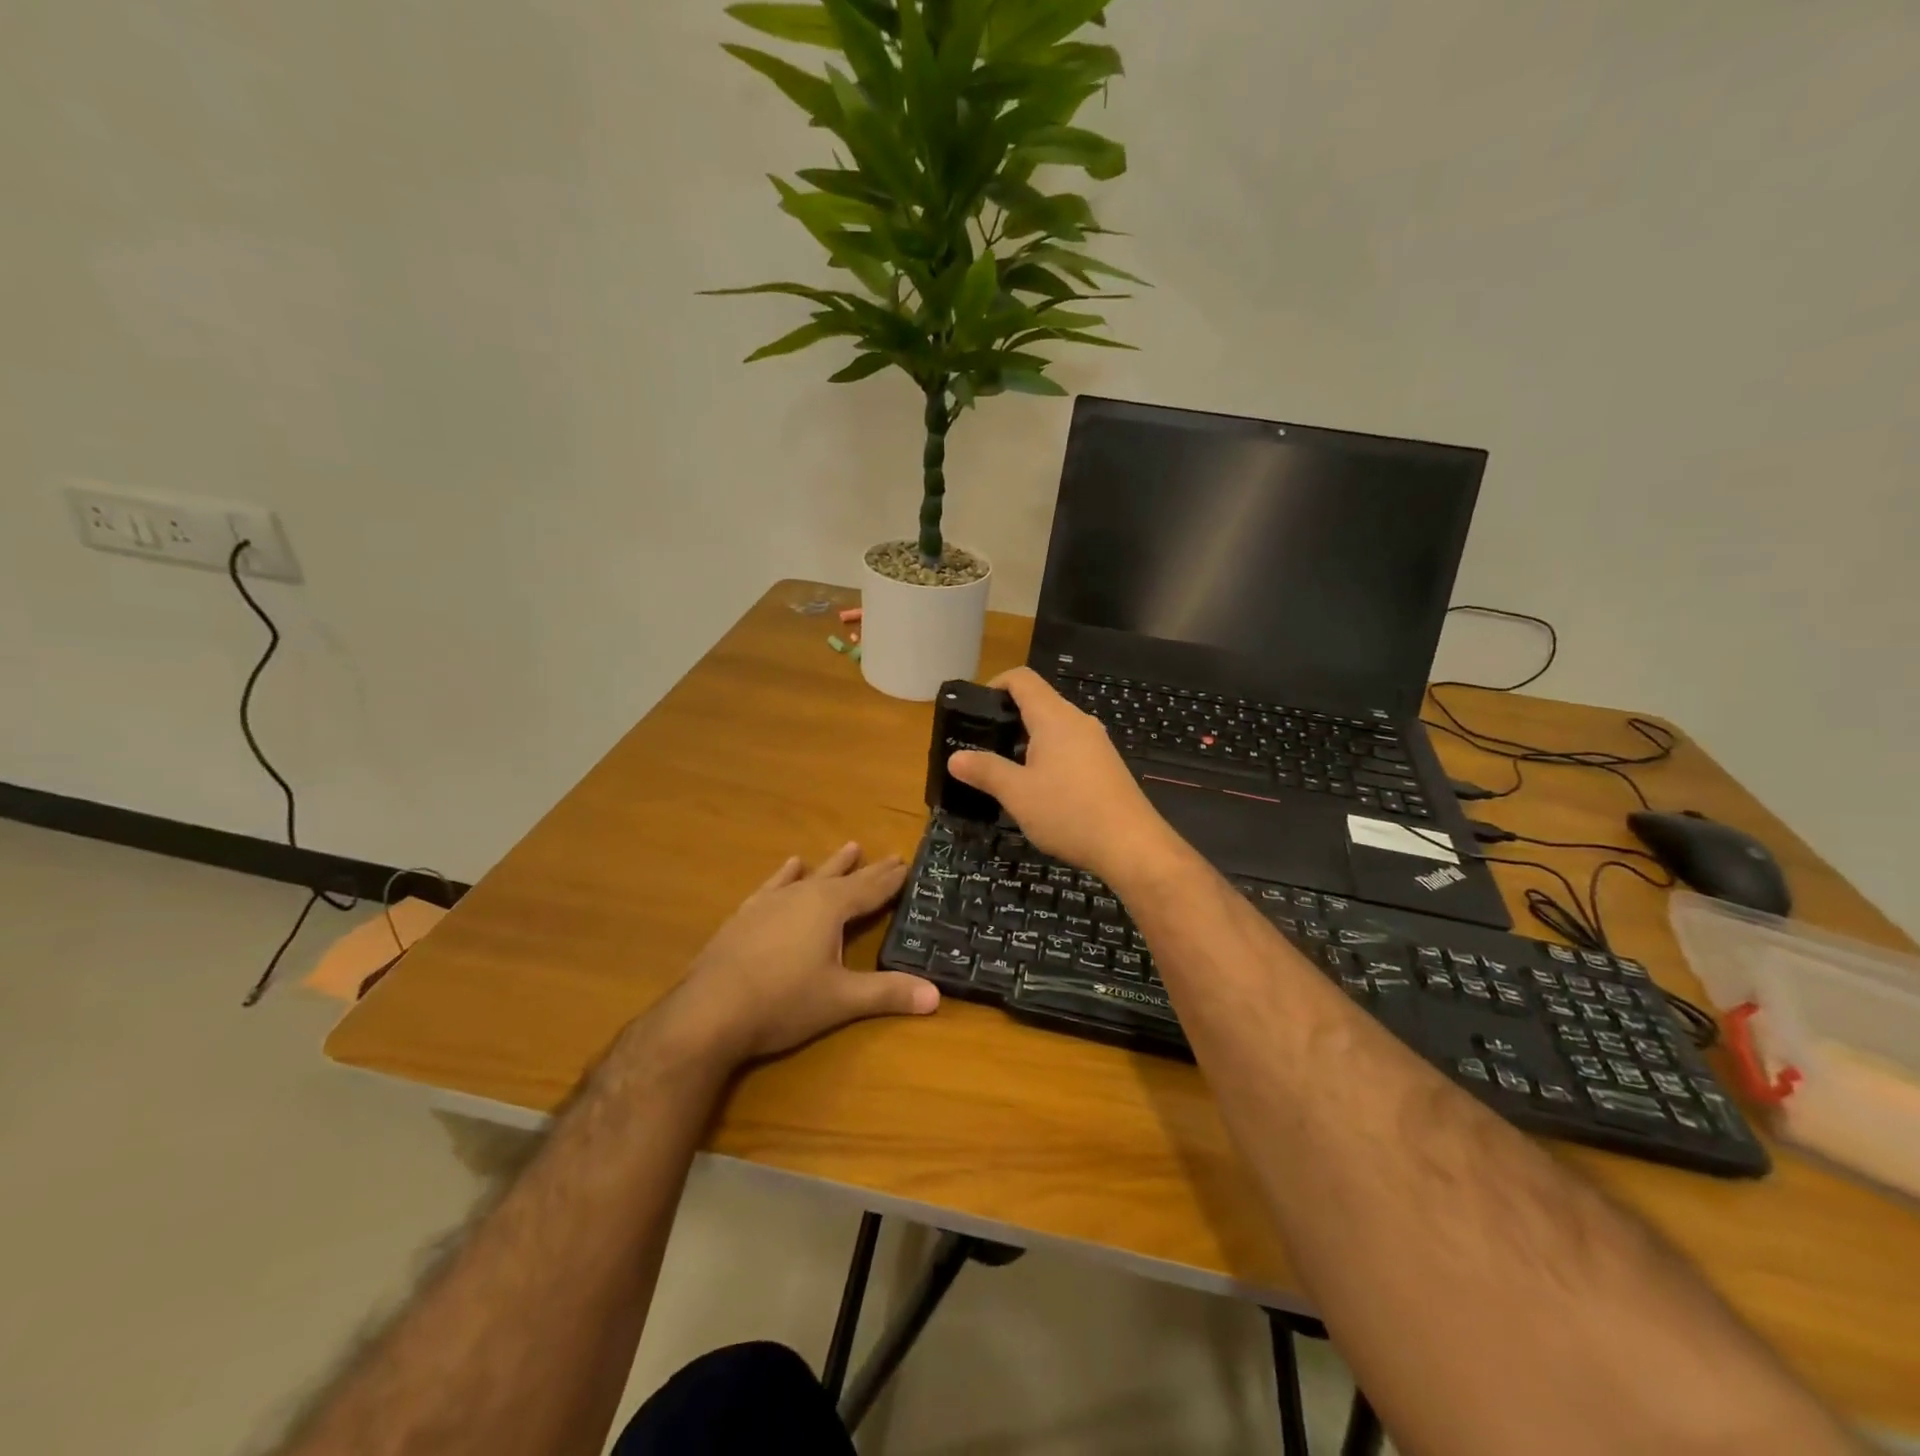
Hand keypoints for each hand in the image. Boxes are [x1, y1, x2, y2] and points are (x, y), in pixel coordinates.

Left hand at [667, 843, 938, 1065]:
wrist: (709, 1011)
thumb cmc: (783, 1002)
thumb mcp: (842, 1000)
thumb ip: (888, 993)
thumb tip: (936, 995)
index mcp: (831, 908)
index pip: (871, 889)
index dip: (892, 879)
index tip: (909, 863)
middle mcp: (804, 895)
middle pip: (846, 878)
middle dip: (870, 870)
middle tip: (892, 855)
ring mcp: (772, 902)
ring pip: (811, 876)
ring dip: (833, 865)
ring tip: (851, 846)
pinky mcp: (747, 915)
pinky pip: (774, 885)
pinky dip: (786, 875)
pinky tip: (791, 865)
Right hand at [947, 667, 1184, 886]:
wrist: (1131, 846)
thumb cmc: (1069, 812)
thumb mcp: (1017, 794)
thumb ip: (985, 771)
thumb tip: (955, 758)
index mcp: (1054, 718)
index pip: (1022, 679)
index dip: (995, 684)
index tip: (975, 710)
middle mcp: (1078, 721)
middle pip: (1039, 702)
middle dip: (1008, 718)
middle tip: (982, 746)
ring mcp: (1096, 744)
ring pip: (1055, 729)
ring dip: (1027, 742)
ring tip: (1005, 771)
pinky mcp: (1106, 766)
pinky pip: (1070, 748)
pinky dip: (1048, 757)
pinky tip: (1039, 790)